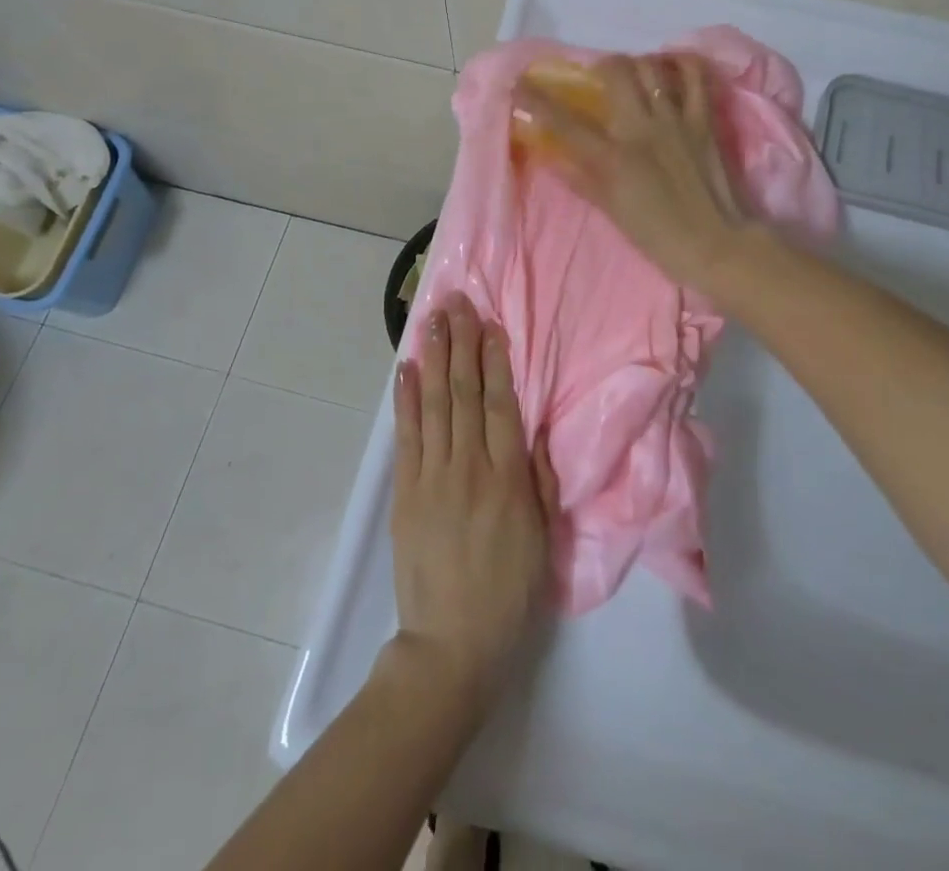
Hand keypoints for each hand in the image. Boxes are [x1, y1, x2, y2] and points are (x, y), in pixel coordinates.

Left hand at [390, 294, 556, 702]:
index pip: (500, 404)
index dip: (495, 360)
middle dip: (461, 344)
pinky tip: (405, 370)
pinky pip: (406, 437)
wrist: (451, 644)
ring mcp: (432, 477)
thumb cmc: (509, 591)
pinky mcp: (405, 493)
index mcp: (508, 478)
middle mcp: (469, 467)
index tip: (491, 324)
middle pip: (464, 393)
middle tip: (457, 303)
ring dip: (433, 358)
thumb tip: (536, 428)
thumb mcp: (544, 538)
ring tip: (432, 320)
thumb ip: (540, 479)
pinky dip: (405, 400)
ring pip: (434, 405)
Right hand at [513, 53, 746, 291]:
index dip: (537, 100)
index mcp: (613, 158)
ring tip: (635, 73)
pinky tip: (671, 67)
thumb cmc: (658, 236)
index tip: (520, 84)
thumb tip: (552, 156)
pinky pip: (695, 77)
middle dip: (601, 66)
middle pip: (616, 72)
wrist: (715, 244)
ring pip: (652, 67)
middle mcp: (641, 129)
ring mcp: (676, 120)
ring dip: (637, 63)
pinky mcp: (704, 120)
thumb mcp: (612, 212)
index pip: (565, 122)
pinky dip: (681, 64)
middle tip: (598, 77)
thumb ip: (581, 179)